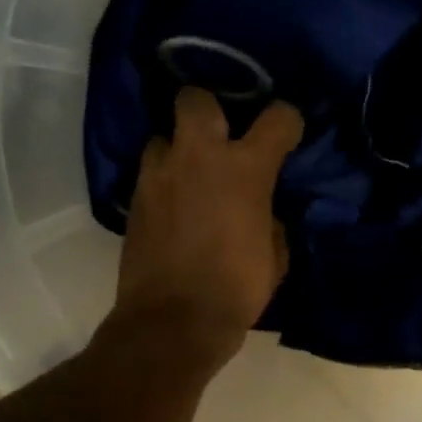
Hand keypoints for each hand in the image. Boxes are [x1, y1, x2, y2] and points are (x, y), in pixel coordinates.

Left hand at [113, 88, 303, 371]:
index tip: (287, 135)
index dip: (287, 122)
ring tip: (189, 174)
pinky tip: (173, 205)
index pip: (277, 118)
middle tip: (219, 137)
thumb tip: (262, 214)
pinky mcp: (134, 199)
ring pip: (163, 135)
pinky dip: (163, 181)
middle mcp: (199, 157)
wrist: (174, 322)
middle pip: (196, 99)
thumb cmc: (236, 290)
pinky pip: (150, 173)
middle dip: (210, 109)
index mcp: (245, 169)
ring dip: (178, 149)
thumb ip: (271, 222)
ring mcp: (159, 175)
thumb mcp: (275, 257)